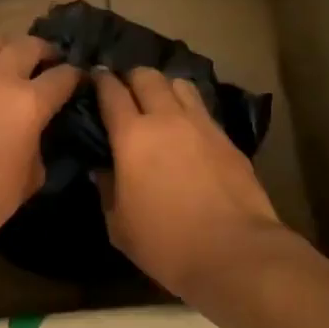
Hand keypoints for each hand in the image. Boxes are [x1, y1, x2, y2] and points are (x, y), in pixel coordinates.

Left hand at [0, 35, 82, 269]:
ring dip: (10, 52)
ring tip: (15, 70)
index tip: (79, 81)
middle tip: (49, 65)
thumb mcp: (30, 178)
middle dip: (44, 51)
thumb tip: (37, 134)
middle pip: (28, 44)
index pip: (63, 75)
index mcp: (28, 102)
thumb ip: (39, 145)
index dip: (75, 76)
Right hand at [93, 68, 300, 298]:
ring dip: (164, 87)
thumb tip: (102, 169)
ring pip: (179, 84)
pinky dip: (189, 108)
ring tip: (159, 103)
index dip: (100, 80)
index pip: (111, 92)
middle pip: (147, 76)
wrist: (234, 251)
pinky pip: (202, 109)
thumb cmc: (166, 243)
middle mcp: (166, 119)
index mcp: (132, 136)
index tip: (94, 77)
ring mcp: (201, 124)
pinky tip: (187, 128)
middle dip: (131, 77)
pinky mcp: (227, 138)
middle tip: (125, 90)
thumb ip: (107, 189)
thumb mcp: (119, 225)